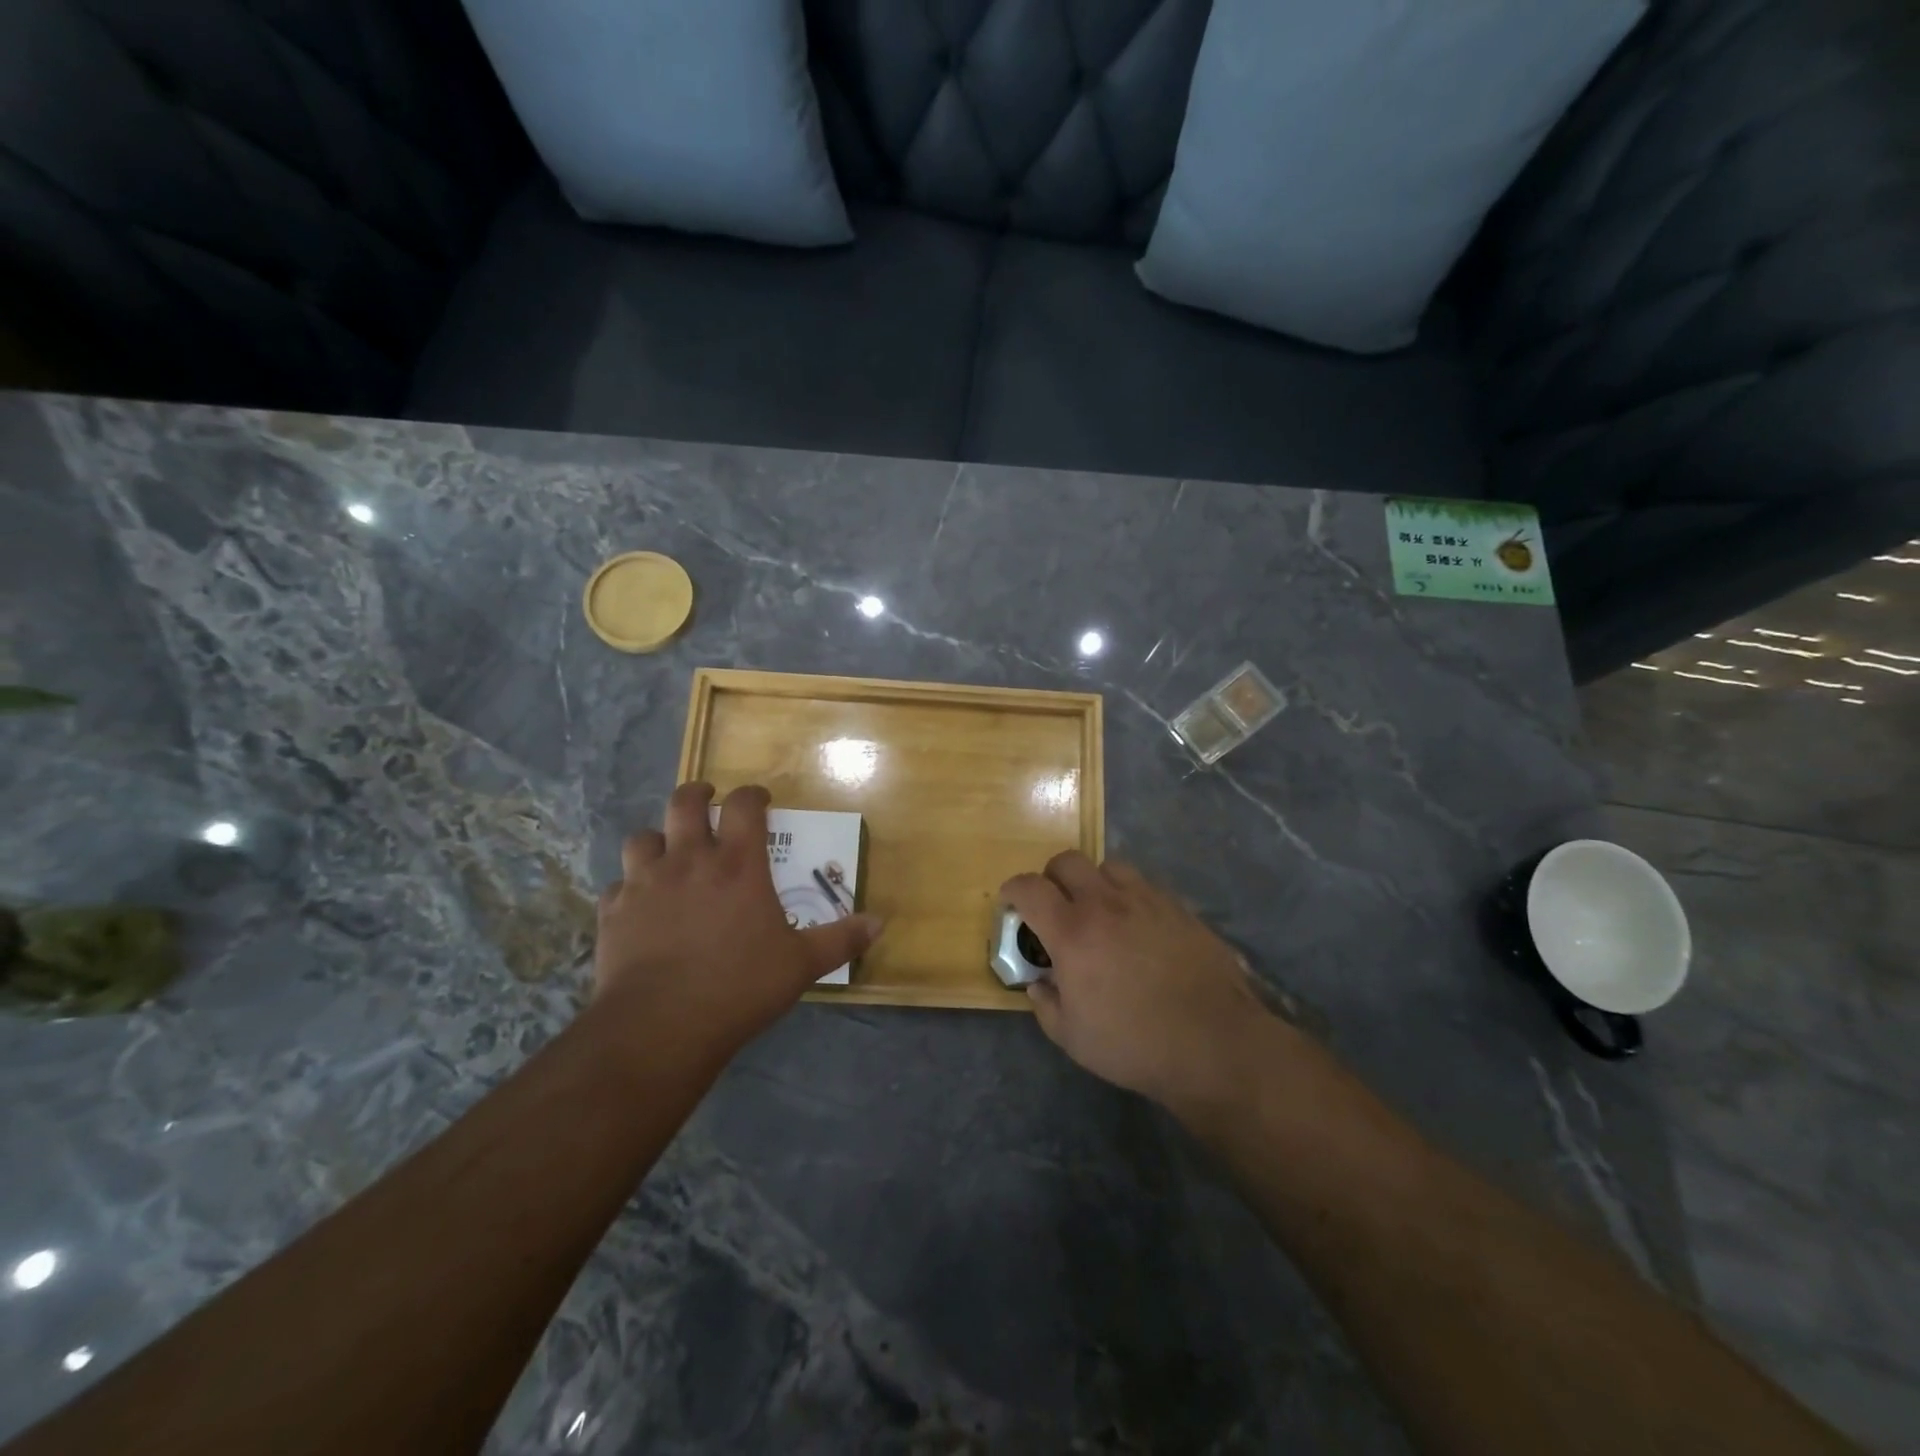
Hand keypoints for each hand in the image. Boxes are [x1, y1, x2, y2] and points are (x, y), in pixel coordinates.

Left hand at [594, 783, 881, 1054]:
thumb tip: (880, 923)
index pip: (743, 806)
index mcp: (738, 864)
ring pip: (642, 838)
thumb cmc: (739, 986)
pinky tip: (638, 905)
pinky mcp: (613, 912)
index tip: (760, 801)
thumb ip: (840, 939)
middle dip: (696, 794)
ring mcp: (645, 883)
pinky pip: (617, 886)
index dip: (752, 795)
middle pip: (683, 803)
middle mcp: (689, 860)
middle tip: (706, 801)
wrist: (660, 1025)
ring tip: (667, 852)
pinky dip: (629, 888)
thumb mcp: (800, 964)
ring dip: (657, 839)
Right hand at [1001, 852, 1285, 1113]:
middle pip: (1066, 861)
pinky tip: (1137, 927)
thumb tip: (1039, 984)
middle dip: (1051, 878)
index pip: (1030, 888)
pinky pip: (1144, 885)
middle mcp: (1106, 903)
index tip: (1011, 902)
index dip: (1013, 889)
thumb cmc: (1134, 1045)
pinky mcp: (1178, 907)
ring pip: (1108, 866)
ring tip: (1099, 911)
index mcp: (1072, 932)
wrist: (1214, 1043)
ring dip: (1093, 882)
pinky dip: (1129, 896)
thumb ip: (1046, 1004)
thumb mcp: (1072, 1037)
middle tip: (1054, 906)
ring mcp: (1146, 900)